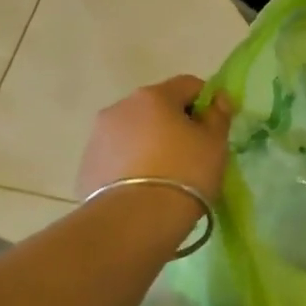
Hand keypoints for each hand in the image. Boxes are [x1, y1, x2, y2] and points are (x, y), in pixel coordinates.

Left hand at [76, 76, 234, 203]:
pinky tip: (142, 189)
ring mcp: (98, 136)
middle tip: (191, 154)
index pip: (188, 85)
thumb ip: (218, 116)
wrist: (135, 221)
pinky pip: (116, 156)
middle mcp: (121, 107)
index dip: (206, 102)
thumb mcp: (214, 144)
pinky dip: (130, 164)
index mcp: (154, 96)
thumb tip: (217, 99)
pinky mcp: (87, 165)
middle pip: (156, 107)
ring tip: (164, 175)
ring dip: (149, 143)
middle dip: (174, 123)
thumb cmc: (185, 174)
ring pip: (133, 131)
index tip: (214, 128)